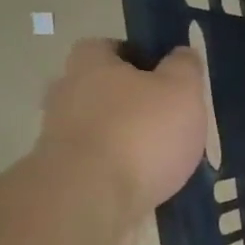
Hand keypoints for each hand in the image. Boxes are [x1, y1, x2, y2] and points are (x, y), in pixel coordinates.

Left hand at [37, 40, 208, 219]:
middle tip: (168, 114)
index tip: (163, 73)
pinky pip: (99, 163)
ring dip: (126, 136)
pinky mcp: (64, 176)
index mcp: (91, 65)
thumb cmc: (142, 131)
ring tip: (166, 154)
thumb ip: (185, 68)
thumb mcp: (182, 90)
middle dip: (130, 99)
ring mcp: (59, 138)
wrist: (92, 198)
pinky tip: (150, 180)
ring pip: (99, 128)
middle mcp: (67, 95)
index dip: (135, 55)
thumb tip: (181, 53)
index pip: (106, 46)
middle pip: (100, 88)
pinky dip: (121, 168)